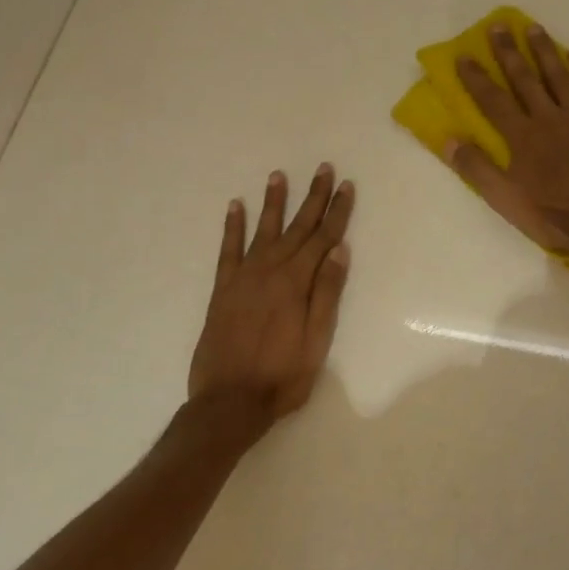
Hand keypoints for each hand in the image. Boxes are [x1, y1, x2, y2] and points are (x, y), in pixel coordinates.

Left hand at [188, 165, 354, 427]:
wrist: (229, 401)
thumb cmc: (282, 376)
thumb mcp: (316, 340)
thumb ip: (327, 293)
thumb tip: (340, 251)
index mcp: (296, 283)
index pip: (323, 238)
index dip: (336, 211)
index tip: (346, 186)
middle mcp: (270, 271)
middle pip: (297, 228)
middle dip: (313, 197)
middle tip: (323, 168)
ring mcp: (243, 277)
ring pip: (263, 230)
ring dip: (273, 203)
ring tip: (278, 176)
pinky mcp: (222, 289)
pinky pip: (228, 250)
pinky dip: (232, 227)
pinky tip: (235, 207)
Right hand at [449, 24, 568, 257]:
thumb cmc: (555, 215)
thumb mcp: (506, 200)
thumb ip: (476, 168)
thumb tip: (448, 139)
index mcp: (521, 137)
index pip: (493, 100)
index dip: (476, 78)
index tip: (464, 55)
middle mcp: (548, 117)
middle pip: (524, 79)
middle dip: (508, 52)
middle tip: (498, 26)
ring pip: (559, 75)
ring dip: (544, 51)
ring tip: (533, 28)